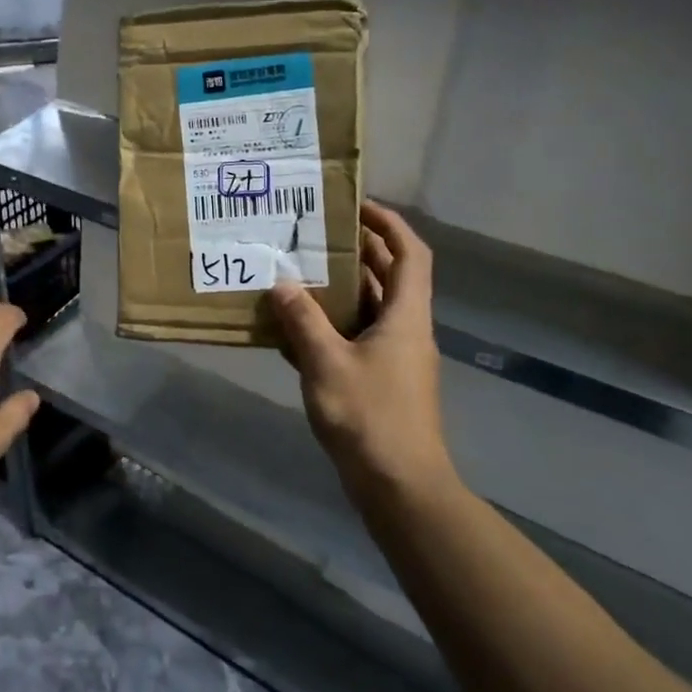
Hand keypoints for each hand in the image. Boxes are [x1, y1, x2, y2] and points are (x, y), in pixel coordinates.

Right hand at [269, 202, 459, 506]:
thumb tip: (281, 282)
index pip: (410, 254)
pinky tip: (295, 326)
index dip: (389, 224)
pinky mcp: (379, 381)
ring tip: (298, 271)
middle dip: (358, 251)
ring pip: (370, 308)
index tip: (356, 205)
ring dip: (340, 288)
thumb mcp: (327, 363)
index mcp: (406, 316)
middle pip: (389, 277)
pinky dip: (331, 325)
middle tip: (315, 234)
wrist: (399, 486)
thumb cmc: (370, 417)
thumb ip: (303, 321)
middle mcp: (406, 330)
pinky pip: (356, 338)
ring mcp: (394, 358)